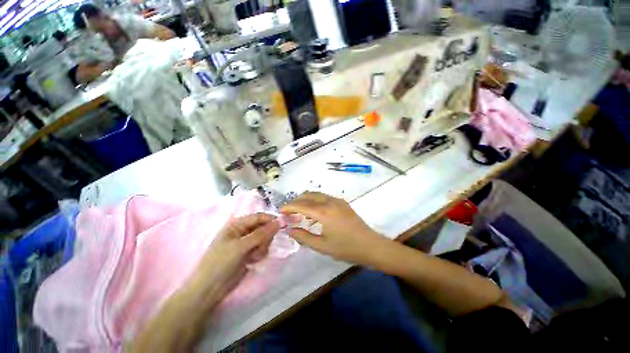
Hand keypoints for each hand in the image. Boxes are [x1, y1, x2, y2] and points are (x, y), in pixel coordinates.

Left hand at [196, 214, 279, 295]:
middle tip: (260, 247)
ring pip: (264, 238)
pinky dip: (260, 253)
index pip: (259, 217)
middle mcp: (243, 231)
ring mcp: (247, 242)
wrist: (210, 289)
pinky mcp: (249, 252)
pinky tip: (252, 261)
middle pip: (263, 227)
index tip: (282, 225)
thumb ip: (261, 233)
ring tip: (254, 256)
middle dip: (265, 237)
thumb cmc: (221, 263)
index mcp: (237, 224)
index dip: (270, 220)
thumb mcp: (241, 246)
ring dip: (262, 247)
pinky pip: (262, 248)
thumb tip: (279, 222)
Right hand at [280, 192, 387, 264]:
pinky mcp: (342, 202)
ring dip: (305, 200)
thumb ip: (303, 237)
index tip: (280, 211)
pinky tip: (313, 213)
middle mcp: (330, 202)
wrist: (371, 245)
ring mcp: (337, 200)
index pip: (301, 205)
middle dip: (296, 201)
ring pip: (316, 194)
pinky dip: (314, 201)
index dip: (288, 207)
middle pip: (307, 195)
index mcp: (324, 212)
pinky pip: (324, 197)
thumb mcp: (322, 246)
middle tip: (288, 212)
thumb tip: (289, 229)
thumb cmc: (346, 248)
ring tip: (299, 212)